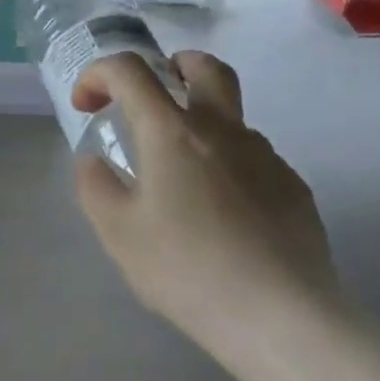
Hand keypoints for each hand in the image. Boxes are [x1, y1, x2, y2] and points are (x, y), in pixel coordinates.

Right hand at [71, 51, 344, 362]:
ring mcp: (265, 156)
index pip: (131, 71)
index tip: (87, 106)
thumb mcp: (119, 234)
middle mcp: (223, 130)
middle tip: (153, 94)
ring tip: (180, 180)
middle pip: (205, 68)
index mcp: (172, 133)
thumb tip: (93, 161)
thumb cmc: (186, 269)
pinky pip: (253, 159)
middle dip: (173, 65)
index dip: (99, 74)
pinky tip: (221, 215)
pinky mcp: (292, 187)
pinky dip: (227, 165)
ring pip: (231, 118)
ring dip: (200, 126)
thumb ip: (96, 187)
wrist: (279, 315)